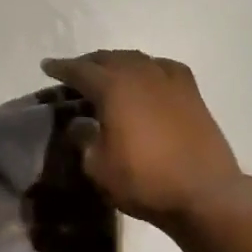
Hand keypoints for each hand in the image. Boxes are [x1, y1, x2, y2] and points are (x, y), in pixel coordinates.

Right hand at [41, 49, 242, 228]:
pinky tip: (148, 77)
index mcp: (112, 87)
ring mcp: (168, 79)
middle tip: (75, 72)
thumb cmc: (145, 181)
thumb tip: (80, 124)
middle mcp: (138, 73)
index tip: (46, 66)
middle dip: (88, 63)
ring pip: (135, 59)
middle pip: (107, 58)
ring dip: (117, 63)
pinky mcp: (190, 90)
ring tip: (108, 73)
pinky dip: (148, 68)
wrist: (205, 193)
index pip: (79, 70)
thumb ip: (83, 140)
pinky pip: (163, 68)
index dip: (60, 68)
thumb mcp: (98, 168)